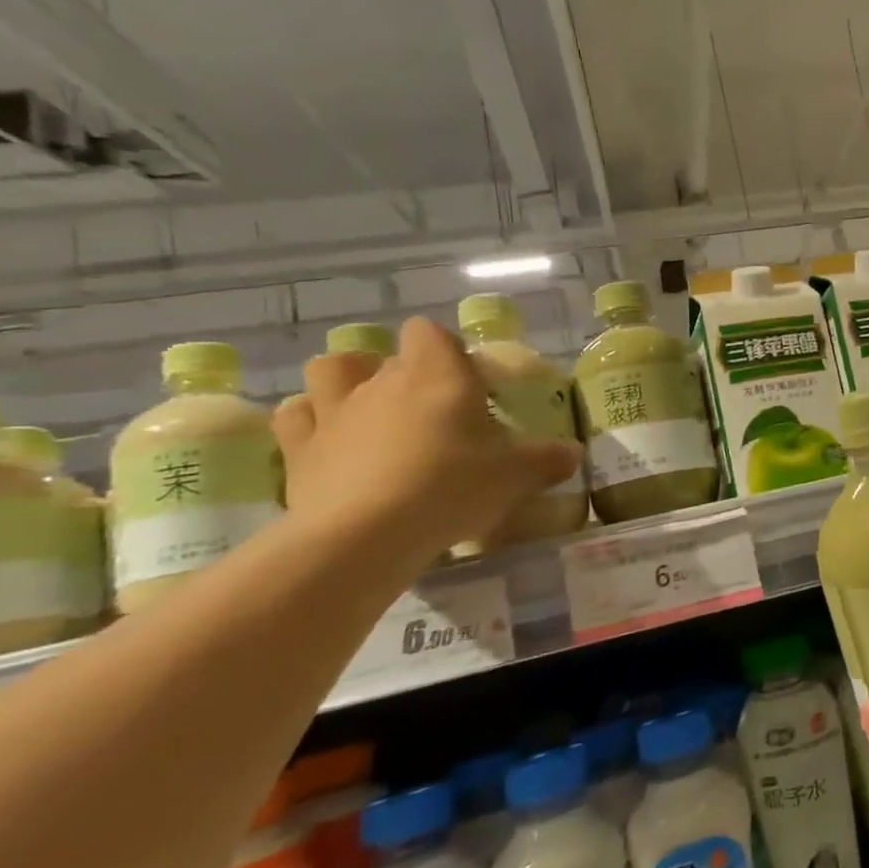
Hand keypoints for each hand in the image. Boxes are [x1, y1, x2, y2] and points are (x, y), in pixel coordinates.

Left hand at [272, 317, 581, 562]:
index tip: (466, 380)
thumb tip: (572, 454)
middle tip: (433, 412)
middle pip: (388, 356)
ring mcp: (334, 412)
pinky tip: (329, 441)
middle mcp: (382, 381)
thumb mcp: (518, 474)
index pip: (429, 332)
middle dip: (407, 374)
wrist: (367, 534)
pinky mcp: (300, 449)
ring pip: (331, 371)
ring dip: (347, 382)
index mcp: (437, 375)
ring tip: (371, 412)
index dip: (445, 349)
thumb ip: (548, 459)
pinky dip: (310, 421)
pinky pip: (296, 417)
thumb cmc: (453, 486)